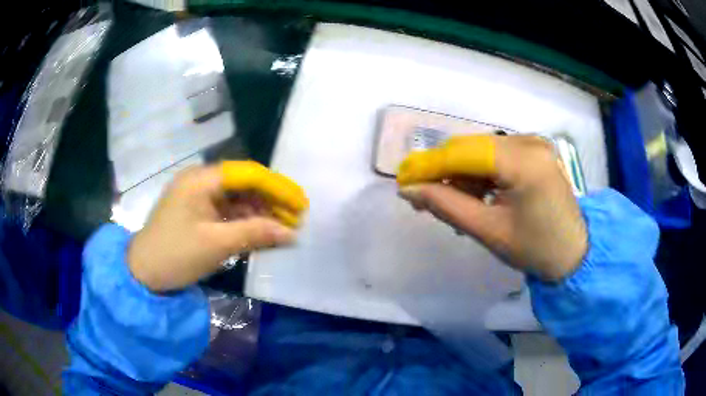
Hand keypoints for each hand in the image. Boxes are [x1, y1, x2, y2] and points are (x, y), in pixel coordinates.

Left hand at [128, 161, 308, 291]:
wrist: (142, 273)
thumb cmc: (175, 255)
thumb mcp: (216, 245)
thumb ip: (255, 233)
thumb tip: (291, 233)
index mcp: (200, 180)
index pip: (248, 174)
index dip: (277, 187)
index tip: (300, 204)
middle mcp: (200, 180)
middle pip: (244, 183)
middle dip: (271, 200)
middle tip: (296, 219)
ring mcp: (198, 196)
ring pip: (237, 198)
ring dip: (260, 212)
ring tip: (284, 227)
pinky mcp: (197, 211)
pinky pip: (227, 210)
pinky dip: (245, 220)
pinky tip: (262, 231)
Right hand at [397, 134, 587, 281]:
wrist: (573, 252)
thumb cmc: (535, 249)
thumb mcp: (488, 231)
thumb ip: (447, 206)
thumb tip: (410, 190)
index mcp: (524, 162)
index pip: (464, 154)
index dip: (429, 165)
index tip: (402, 179)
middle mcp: (529, 142)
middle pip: (471, 148)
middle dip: (443, 171)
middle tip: (422, 196)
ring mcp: (533, 143)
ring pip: (481, 150)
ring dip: (461, 174)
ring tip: (450, 202)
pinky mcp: (534, 150)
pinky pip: (496, 155)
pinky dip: (479, 173)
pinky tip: (474, 195)